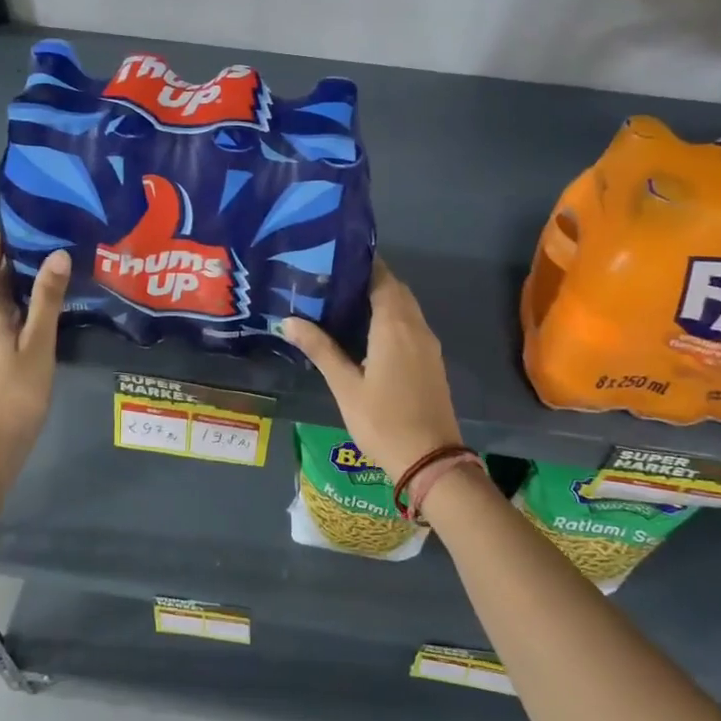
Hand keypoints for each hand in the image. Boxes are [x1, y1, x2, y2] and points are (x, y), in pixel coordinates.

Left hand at [0, 234, 69, 468]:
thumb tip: (57, 254)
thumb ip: (48, 300)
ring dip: (13, 294)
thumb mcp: (39, 344)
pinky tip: (34, 324)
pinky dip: (11, 316)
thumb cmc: (16, 393)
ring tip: (47, 285)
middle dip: (11, 268)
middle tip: (45, 252)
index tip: (16, 228)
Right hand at [282, 260, 461, 477]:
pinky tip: (369, 332)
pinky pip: (412, 325)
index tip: (334, 259)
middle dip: (369, 280)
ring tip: (346, 303)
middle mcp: (416, 327)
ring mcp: (428, 344)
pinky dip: (393, 317)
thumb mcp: (346, 386)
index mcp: (394, 326)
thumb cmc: (383, 421)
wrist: (430, 460)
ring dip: (382, 298)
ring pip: (406, 307)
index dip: (361, 264)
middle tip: (333, 281)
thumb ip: (320, 349)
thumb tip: (289, 320)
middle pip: (396, 289)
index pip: (382, 278)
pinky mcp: (432, 361)